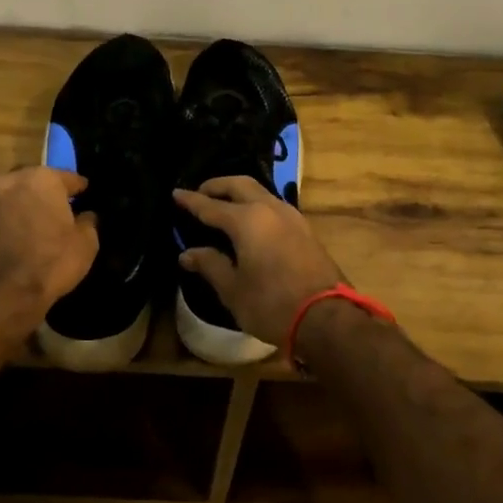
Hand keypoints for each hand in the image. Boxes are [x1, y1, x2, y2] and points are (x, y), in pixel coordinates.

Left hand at [0, 167, 97, 319]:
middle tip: (53, 206)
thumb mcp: (86, 245)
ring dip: (13, 203)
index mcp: (43, 180)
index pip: (66, 177)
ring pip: (3, 195)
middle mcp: (10, 182)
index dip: (77, 186)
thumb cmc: (52, 264)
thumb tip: (86, 215)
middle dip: (42, 191)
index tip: (84, 192)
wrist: (2, 295)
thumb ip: (87, 223)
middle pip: (31, 181)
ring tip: (23, 217)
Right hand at [174, 177, 345, 346]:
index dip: (191, 201)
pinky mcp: (305, 229)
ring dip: (240, 193)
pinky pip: (274, 206)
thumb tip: (187, 253)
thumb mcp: (233, 290)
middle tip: (201, 193)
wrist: (326, 317)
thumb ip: (210, 265)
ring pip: (261, 192)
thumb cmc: (272, 304)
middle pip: (240, 185)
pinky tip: (252, 220)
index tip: (176, 193)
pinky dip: (257, 205)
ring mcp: (292, 217)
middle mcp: (270, 209)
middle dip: (218, 185)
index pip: (211, 206)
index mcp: (247, 221)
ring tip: (225, 204)